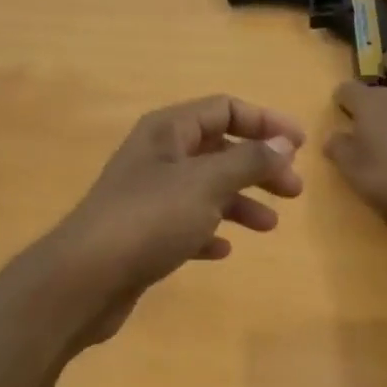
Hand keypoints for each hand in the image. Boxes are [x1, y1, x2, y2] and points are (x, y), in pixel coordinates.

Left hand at [45, 96, 304, 346]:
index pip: (225, 109)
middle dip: (258, 167)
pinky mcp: (143, 233)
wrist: (86, 278)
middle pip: (219, 150)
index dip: (265, 123)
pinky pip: (186, 224)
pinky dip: (209, 231)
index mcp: (168, 131)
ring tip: (269, 226)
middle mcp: (158, 156)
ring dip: (239, 202)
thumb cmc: (150, 219)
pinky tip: (223, 250)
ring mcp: (148, 196)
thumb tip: (283, 142)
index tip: (300, 146)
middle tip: (293, 191)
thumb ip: (249, 160)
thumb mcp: (207, 183)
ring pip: (206, 189)